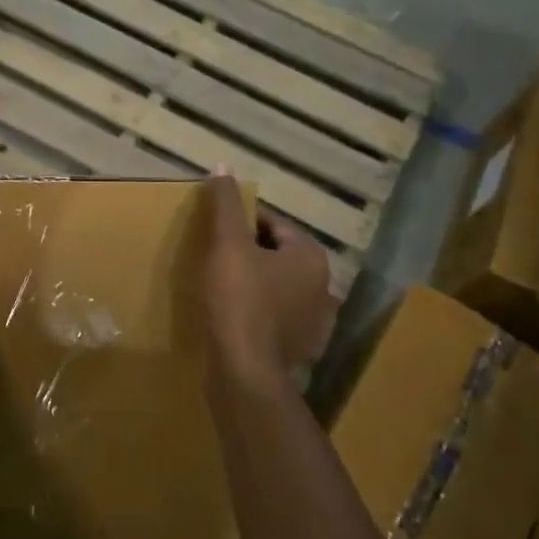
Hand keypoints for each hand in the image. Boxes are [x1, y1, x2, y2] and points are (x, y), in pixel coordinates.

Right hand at [201, 175, 338, 381]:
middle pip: (279, 257)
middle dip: (251, 255)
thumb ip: (226, 205)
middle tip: (216, 260)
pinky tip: (238, 321)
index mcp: (310, 257)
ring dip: (258, 286)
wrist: (245, 372)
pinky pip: (279, 321)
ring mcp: (315, 323)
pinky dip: (262, 317)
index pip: (275, 225)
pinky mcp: (301, 350)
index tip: (217, 231)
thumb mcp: (227, 246)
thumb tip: (223, 166)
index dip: (243, 224)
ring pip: (280, 291)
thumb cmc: (238, 301)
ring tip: (224, 290)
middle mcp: (323, 286)